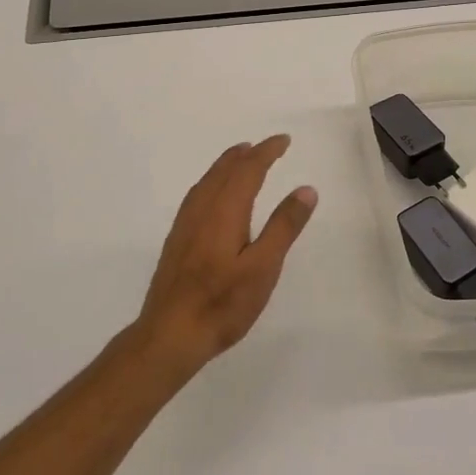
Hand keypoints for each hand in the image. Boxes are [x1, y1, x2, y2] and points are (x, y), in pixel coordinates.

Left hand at [131, 136, 318, 380]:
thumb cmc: (223, 303)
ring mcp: (185, 224)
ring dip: (227, 164)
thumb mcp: (264, 267)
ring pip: (208, 181)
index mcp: (225, 210)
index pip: (248, 169)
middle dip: (246, 154)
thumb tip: (305, 189)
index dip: (266, 151)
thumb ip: (284, 226)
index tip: (284, 140)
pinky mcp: (177, 240)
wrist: (170, 334)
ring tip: (241, 158)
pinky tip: (213, 195)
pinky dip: (212, 181)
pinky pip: (197, 194)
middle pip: (224, 169)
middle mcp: (202, 209)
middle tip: (266, 146)